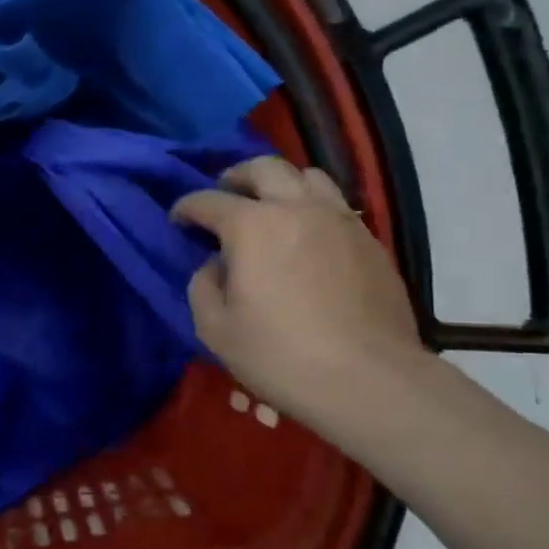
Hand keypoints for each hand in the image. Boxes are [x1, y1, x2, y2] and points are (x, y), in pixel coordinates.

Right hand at [171, 156, 429, 434]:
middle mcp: (297, 209)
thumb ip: (203, 286)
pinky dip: (312, 208)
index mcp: (252, 226)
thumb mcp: (215, 328)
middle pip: (264, 168)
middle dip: (235, 177)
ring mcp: (341, 221)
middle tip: (224, 197)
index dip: (186, 208)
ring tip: (269, 208)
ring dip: (280, 184)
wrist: (369, 381)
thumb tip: (215, 266)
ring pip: (308, 176)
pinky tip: (305, 237)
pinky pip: (336, 205)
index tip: (178, 221)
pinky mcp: (371, 242)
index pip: (208, 200)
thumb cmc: (280, 355)